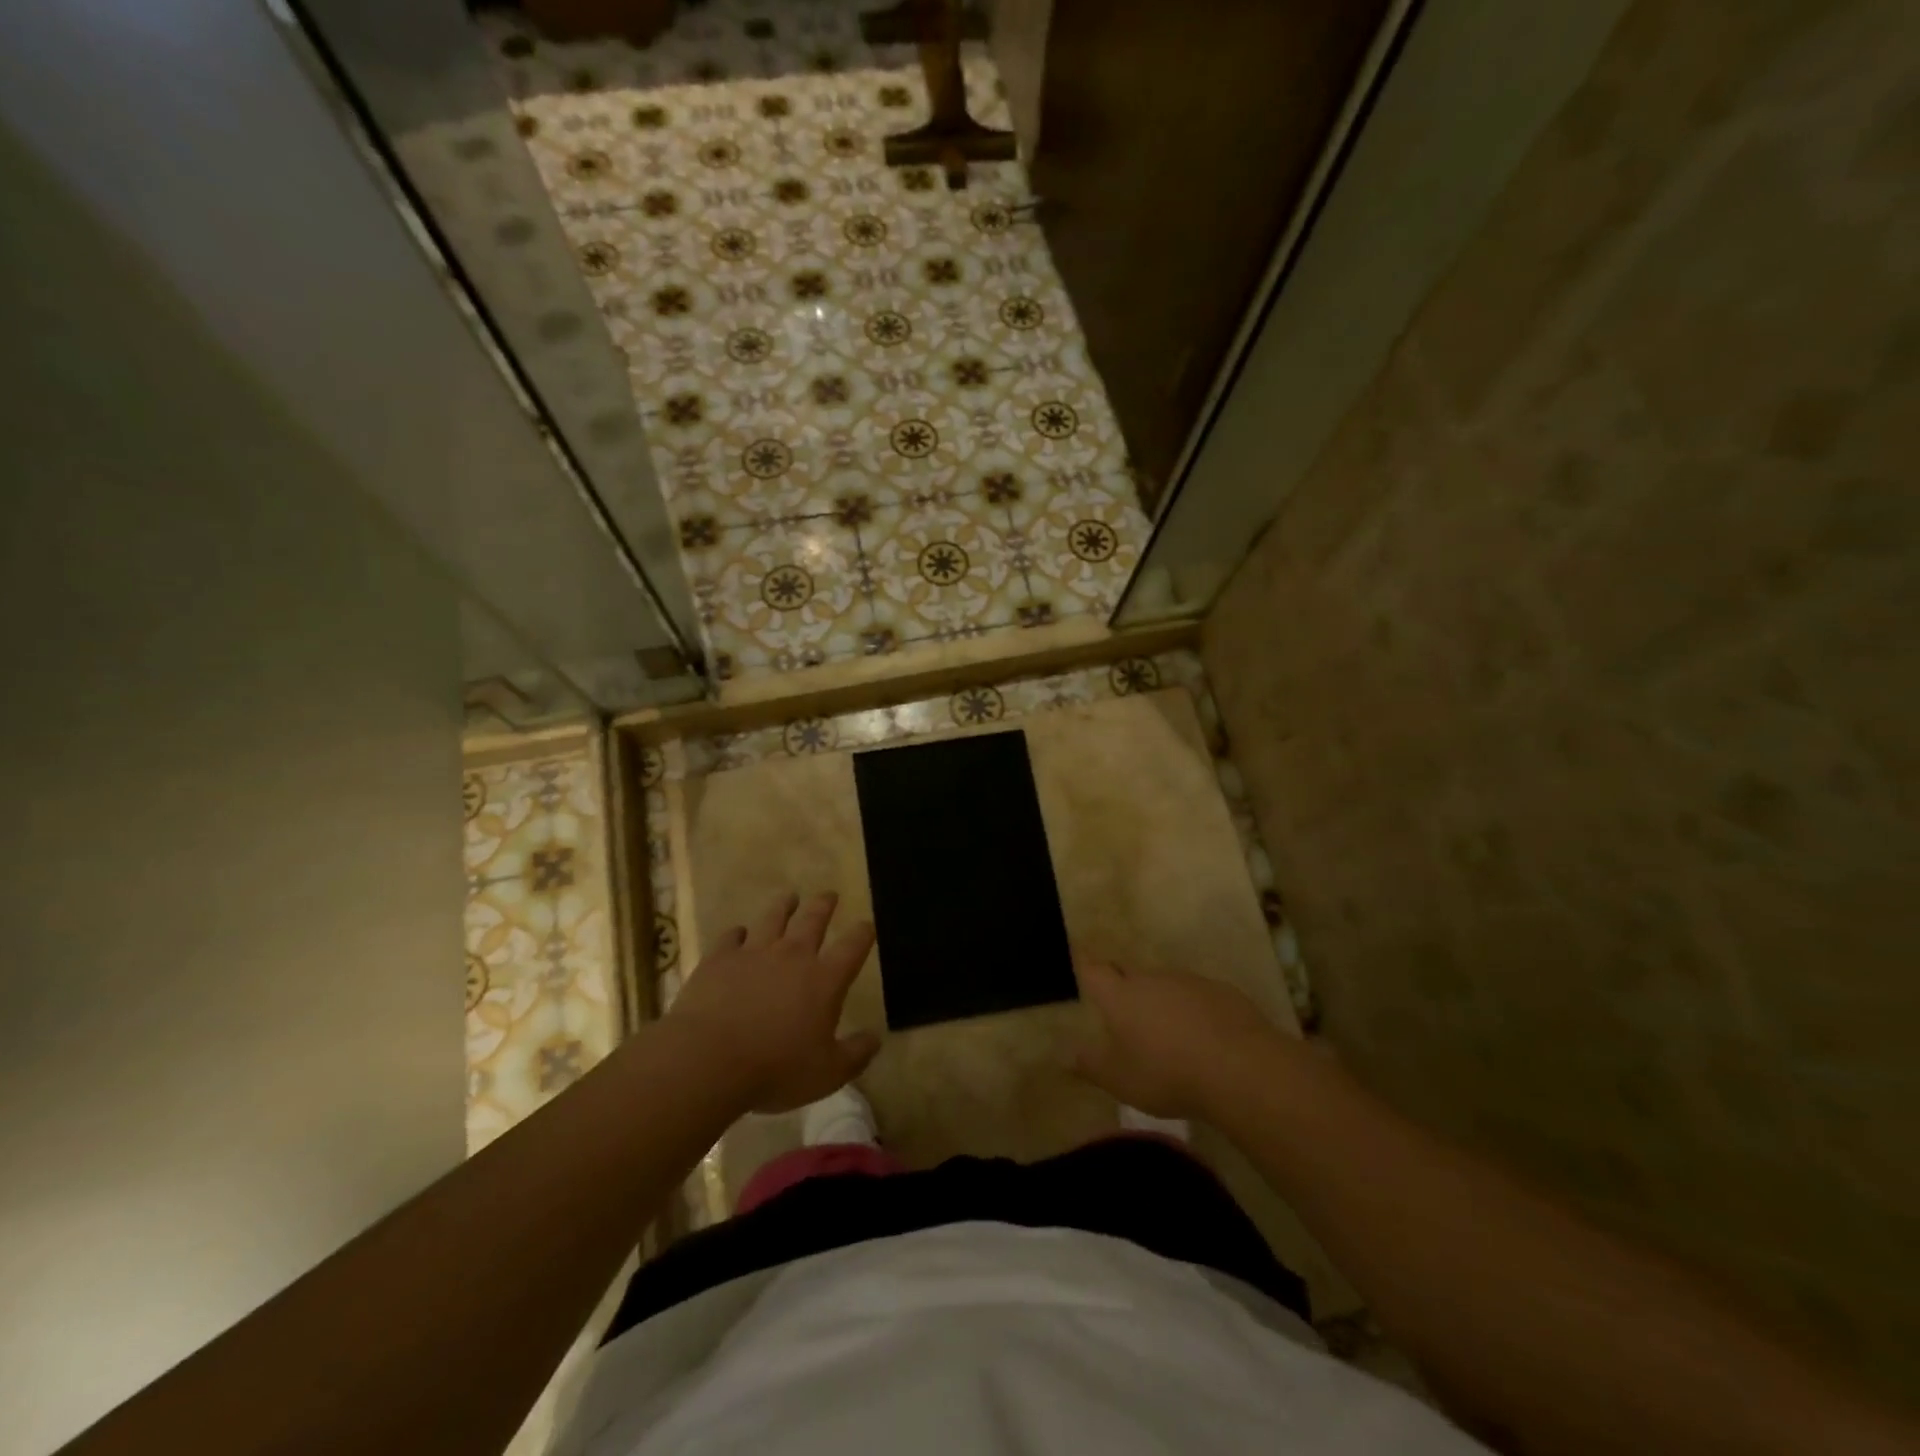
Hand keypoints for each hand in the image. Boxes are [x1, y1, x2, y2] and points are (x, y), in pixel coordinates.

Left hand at [669, 892, 880, 1113]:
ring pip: (773, 918)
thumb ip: (855, 1055)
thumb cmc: (776, 1069)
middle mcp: (793, 956)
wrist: (708, 1059)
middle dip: (824, 906)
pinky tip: (738, 933)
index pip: (853, 947)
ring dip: (783, 906)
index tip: (867, 925)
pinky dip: (738, 933)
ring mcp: (754, 952)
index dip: (862, 933)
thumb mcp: (828, 1074)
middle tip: (829, 895)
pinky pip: (732, 936)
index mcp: (825, 979)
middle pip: (813, 920)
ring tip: (789, 898)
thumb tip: (875, 1039)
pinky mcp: (720, 958)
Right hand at [1069, 961, 1279, 1118]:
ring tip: (1168, 1033)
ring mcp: (1190, 982)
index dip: (1085, 966)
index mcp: (1121, 996)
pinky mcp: (1223, 992)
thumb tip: (1063, 1055)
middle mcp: (1152, 979)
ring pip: (1166, 985)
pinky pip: (1198, 997)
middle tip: (1124, 1012)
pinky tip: (1204, 1038)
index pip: (1094, 970)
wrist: (1240, 1068)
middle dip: (1124, 988)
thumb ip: (1090, 1065)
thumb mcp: (1120, 1080)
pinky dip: (1194, 1011)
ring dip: (1162, 1001)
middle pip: (1130, 975)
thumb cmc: (1167, 1073)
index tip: (1080, 958)